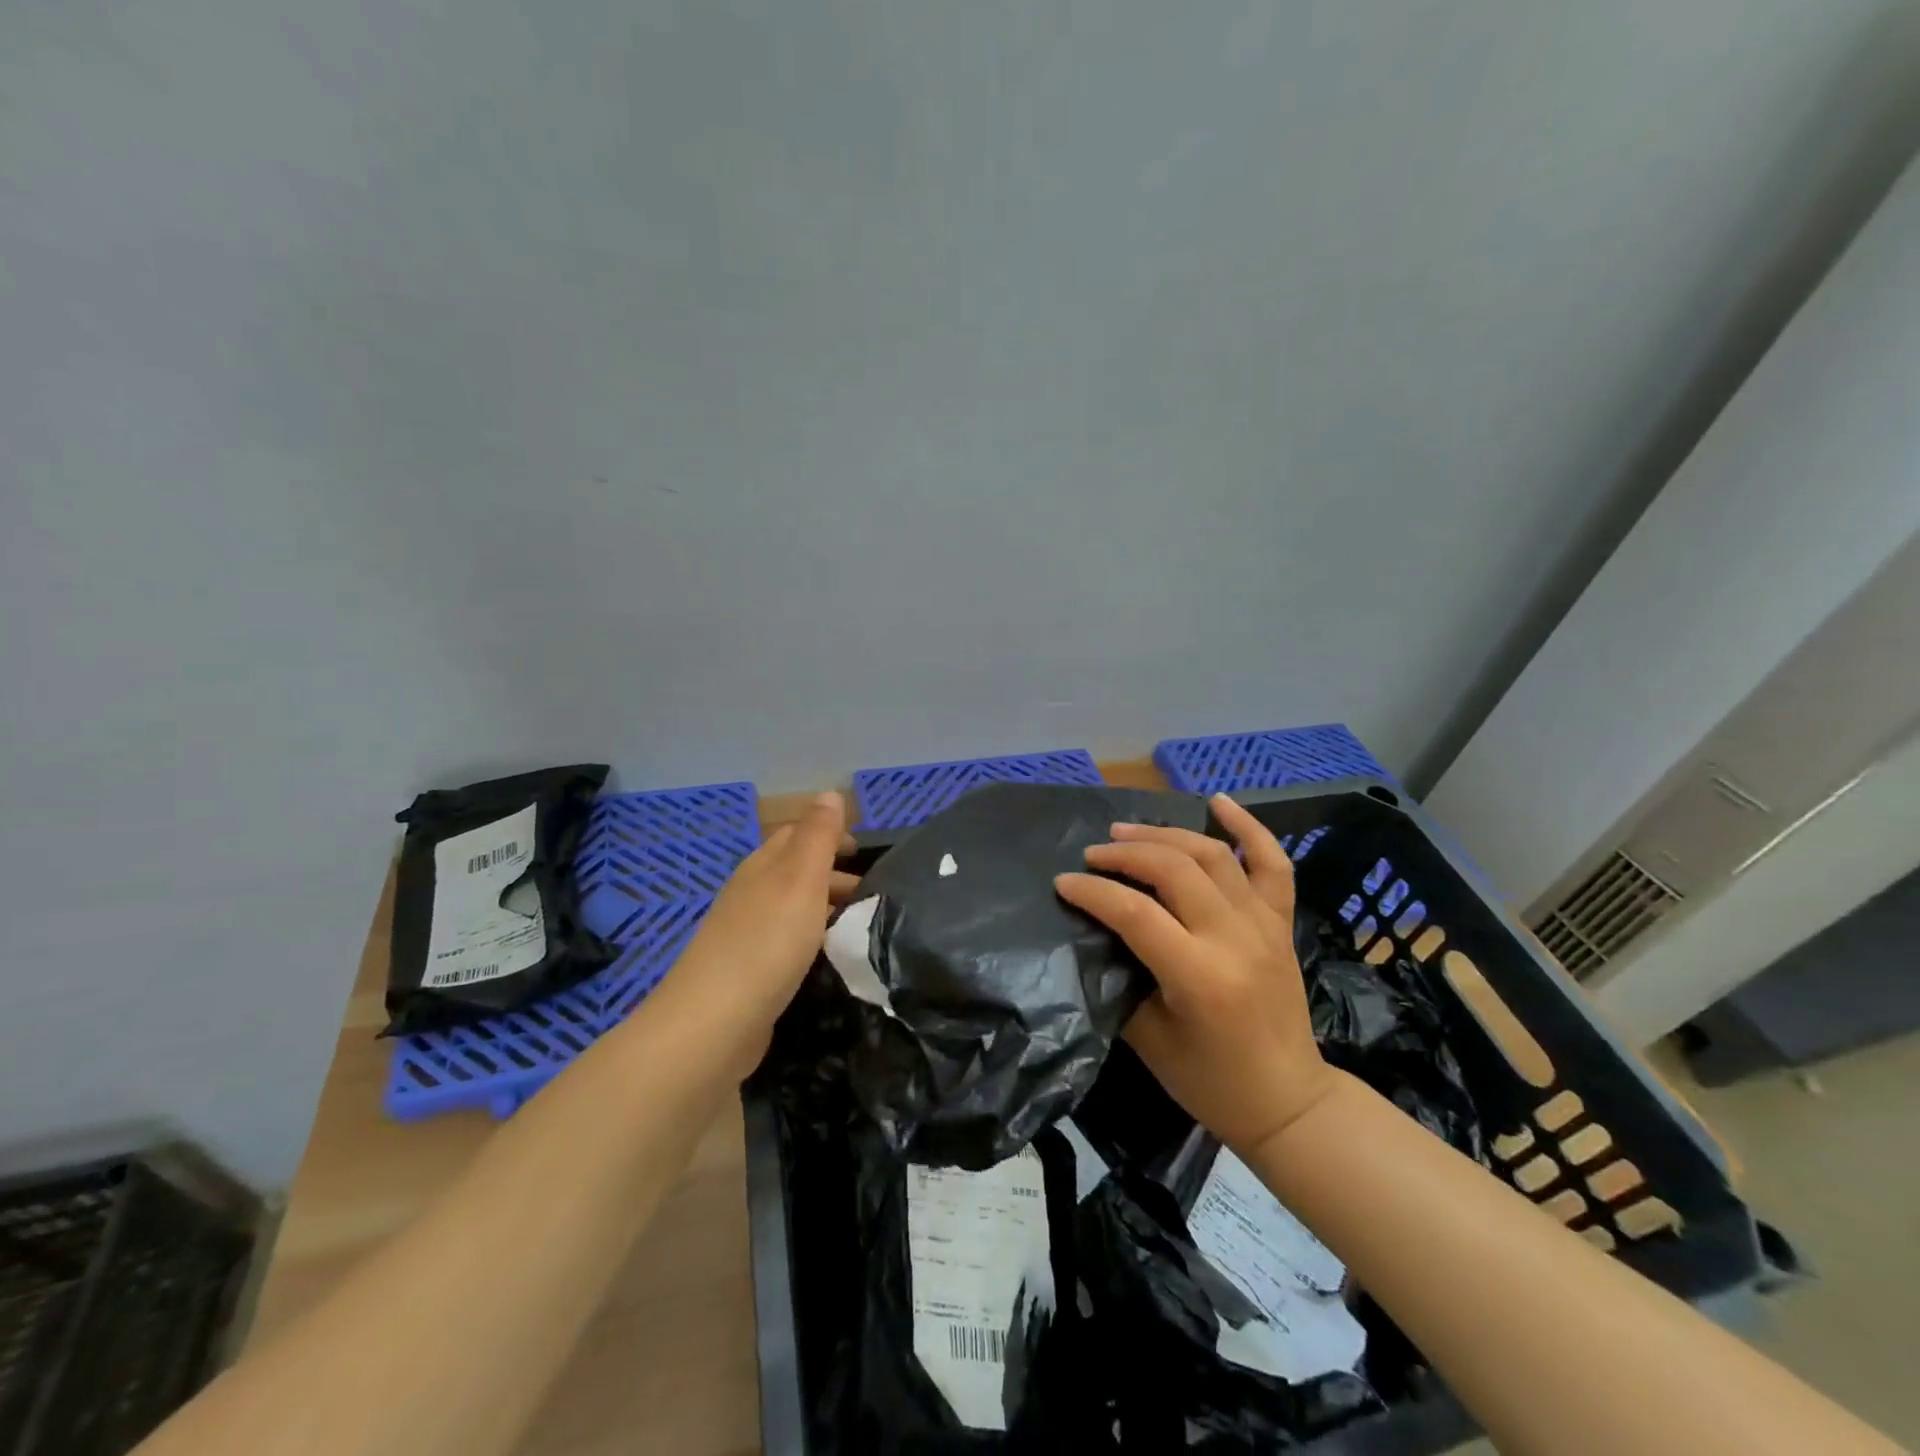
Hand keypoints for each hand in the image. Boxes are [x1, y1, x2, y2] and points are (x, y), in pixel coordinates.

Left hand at [645, 791, 855, 1074]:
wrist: (712, 1026)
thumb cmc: (765, 944)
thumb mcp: (800, 880)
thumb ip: (817, 837)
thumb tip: (829, 792)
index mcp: (761, 868)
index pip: (795, 835)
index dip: (829, 835)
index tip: (863, 850)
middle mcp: (750, 895)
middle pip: (794, 872)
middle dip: (832, 874)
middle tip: (873, 893)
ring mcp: (745, 935)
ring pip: (792, 908)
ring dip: (825, 908)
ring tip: (861, 924)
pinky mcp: (747, 973)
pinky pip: (787, 942)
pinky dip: (813, 938)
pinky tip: (829, 958)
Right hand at [1054, 794, 1336, 1156]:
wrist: (1289, 1103)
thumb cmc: (1210, 1082)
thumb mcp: (1149, 1038)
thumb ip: (1121, 977)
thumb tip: (1095, 931)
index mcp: (1199, 976)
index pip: (1136, 913)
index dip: (1093, 891)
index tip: (1063, 883)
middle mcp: (1235, 939)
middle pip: (1174, 870)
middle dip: (1125, 854)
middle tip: (1093, 854)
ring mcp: (1264, 925)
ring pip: (1213, 855)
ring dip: (1166, 835)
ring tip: (1128, 832)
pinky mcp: (1281, 922)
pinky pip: (1272, 863)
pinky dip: (1248, 827)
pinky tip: (1218, 800)